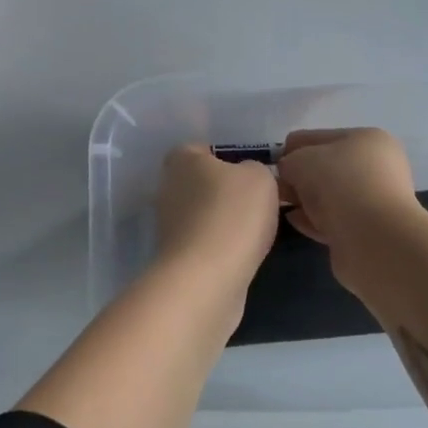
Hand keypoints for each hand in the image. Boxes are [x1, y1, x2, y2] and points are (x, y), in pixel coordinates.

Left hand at [153, 145, 280, 294]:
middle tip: (256, 201)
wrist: (207, 278)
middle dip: (225, 191)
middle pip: (201, 182)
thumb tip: (247, 177)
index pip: (201, 148)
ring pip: (203, 214)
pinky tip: (241, 253)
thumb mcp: (260, 177)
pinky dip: (220, 246)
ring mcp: (168, 225)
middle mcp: (167, 188)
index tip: (250, 173)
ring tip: (254, 230)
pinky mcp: (176, 257)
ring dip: (223, 221)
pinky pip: (204, 242)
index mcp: (181, 160)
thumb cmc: (233, 214)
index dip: (227, 157)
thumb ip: (255, 168)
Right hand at [276, 128, 425, 252]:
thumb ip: (289, 161)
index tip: (272, 165)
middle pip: (327, 167)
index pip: (320, 137)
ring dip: (306, 198)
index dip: (293, 148)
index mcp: (368, 140)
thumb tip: (288, 172)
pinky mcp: (368, 231)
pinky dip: (314, 219)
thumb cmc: (339, 184)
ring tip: (280, 204)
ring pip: (330, 195)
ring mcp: (374, 201)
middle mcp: (377, 167)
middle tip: (275, 187)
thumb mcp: (302, 160)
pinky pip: (334, 220)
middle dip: (300, 175)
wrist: (374, 239)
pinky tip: (294, 220)